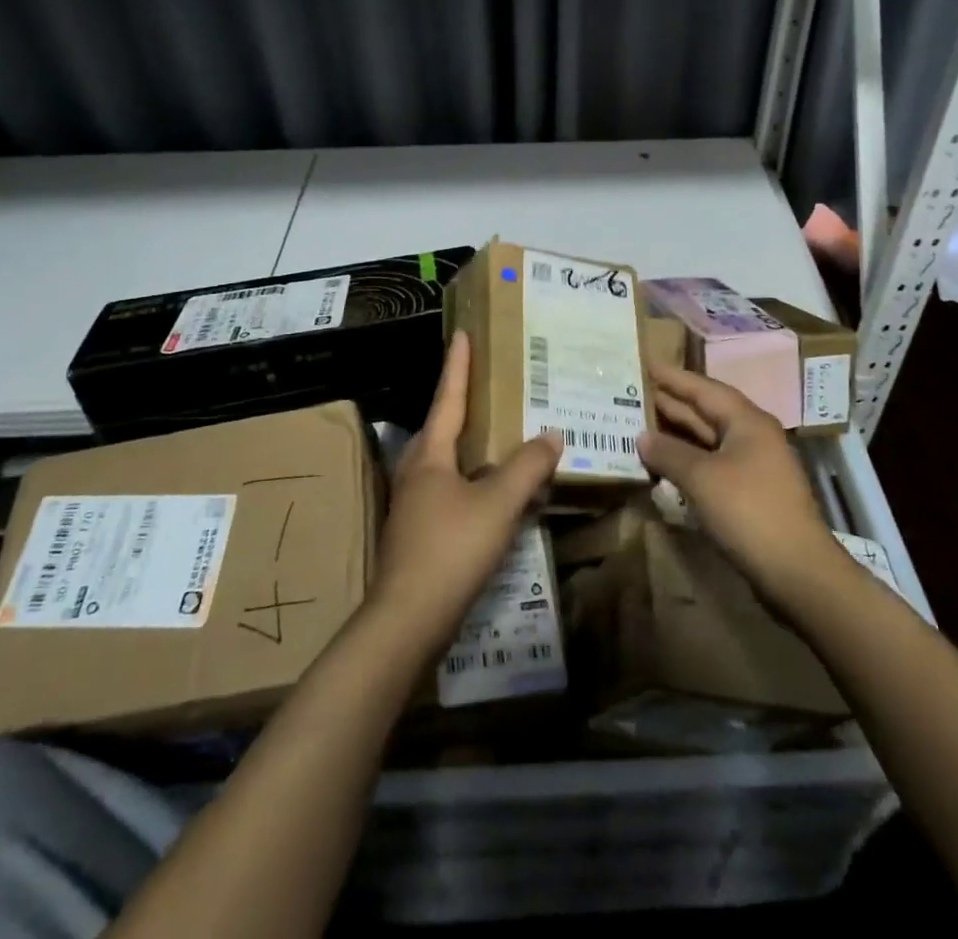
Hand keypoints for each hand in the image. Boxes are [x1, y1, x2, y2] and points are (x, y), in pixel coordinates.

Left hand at [371, 331, 561, 651]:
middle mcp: (416, 472)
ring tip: (497, 435)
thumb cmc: (450, 549)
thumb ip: (527, 467)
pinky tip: (493, 494)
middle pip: (441, 428)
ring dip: (469, 445)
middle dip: (462, 403)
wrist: (407, 621)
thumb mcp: (498, 504)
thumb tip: (551, 434)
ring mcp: (414, 505)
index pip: (448, 398)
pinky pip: (450, 490)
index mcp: (429, 455)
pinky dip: (472, 480)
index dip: (458, 366)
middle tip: (489, 385)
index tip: (463, 335)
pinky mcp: (419, 533)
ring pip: (445, 461)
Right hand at [638, 364, 842, 603]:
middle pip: (708, 412)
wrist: (797, 571)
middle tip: (636, 393)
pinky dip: (689, 460)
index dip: (675, 377)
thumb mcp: (701, 477)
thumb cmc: (749, 511)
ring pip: (710, 440)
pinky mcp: (752, 494)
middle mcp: (754, 436)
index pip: (705, 389)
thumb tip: (642, 437)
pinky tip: (667, 465)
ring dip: (679, 434)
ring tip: (643, 425)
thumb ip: (669, 453)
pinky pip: (714, 464)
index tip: (647, 363)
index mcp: (748, 421)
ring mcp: (755, 466)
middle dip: (673, 404)